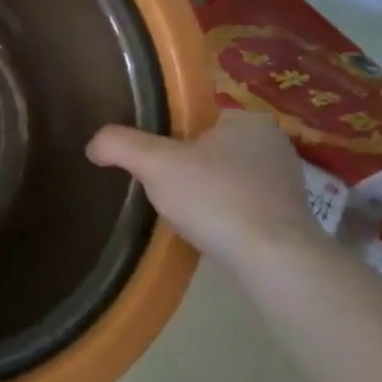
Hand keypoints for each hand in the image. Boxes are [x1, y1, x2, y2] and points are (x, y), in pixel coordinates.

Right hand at [86, 108, 325, 272]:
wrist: (274, 262)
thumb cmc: (215, 197)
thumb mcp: (154, 163)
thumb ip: (119, 144)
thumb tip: (93, 145)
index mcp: (249, 121)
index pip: (196, 119)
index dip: (167, 137)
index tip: (150, 159)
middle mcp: (274, 146)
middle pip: (209, 149)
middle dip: (184, 167)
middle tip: (158, 186)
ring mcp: (286, 185)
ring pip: (225, 180)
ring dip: (203, 193)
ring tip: (178, 212)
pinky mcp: (288, 221)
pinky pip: (241, 208)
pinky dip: (220, 216)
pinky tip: (204, 231)